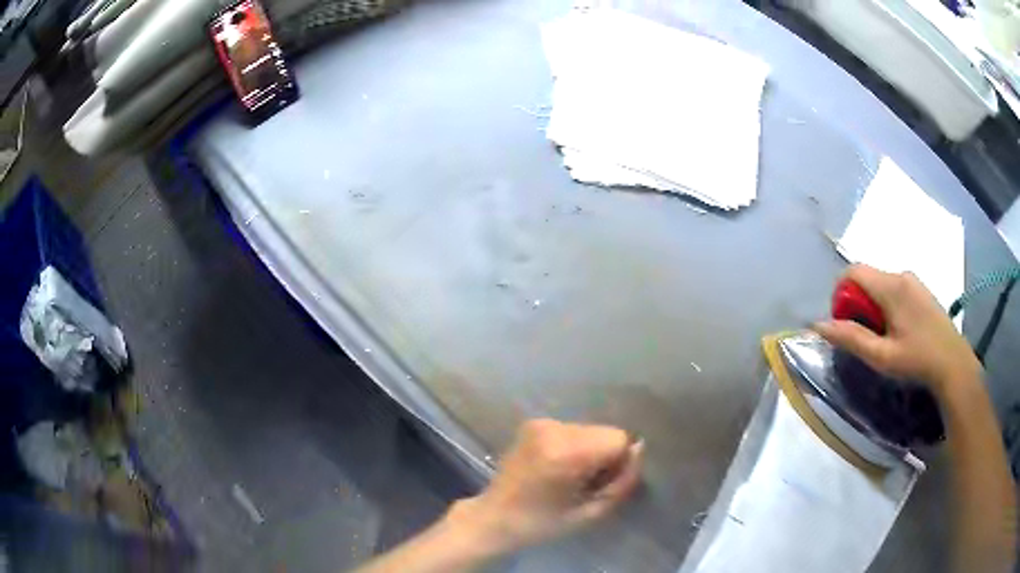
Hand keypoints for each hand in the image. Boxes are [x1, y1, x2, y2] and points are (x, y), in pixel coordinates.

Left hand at [450, 419, 643, 555]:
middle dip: (606, 456)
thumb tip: (640, 450)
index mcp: (566, 452)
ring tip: (570, 477)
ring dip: (590, 450)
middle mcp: (554, 429)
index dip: (619, 463)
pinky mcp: (533, 423)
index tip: (602, 484)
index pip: (619, 439)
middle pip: (605, 432)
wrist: (495, 517)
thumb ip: (622, 483)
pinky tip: (557, 467)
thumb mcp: (590, 513)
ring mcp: (541, 423)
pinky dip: (574, 446)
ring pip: (590, 430)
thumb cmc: (542, 522)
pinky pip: (572, 430)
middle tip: (587, 484)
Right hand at [813, 264, 980, 396]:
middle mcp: (900, 274)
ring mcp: (913, 280)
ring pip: (880, 284)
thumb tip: (818, 325)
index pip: (853, 271)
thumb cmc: (917, 360)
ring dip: (872, 305)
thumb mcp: (881, 356)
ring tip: (881, 337)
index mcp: (890, 286)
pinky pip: (894, 288)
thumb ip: (851, 338)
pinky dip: (886, 305)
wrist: (953, 363)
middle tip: (864, 336)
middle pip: (867, 277)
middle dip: (857, 303)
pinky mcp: (921, 289)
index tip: (845, 323)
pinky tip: (897, 331)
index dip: (840, 293)